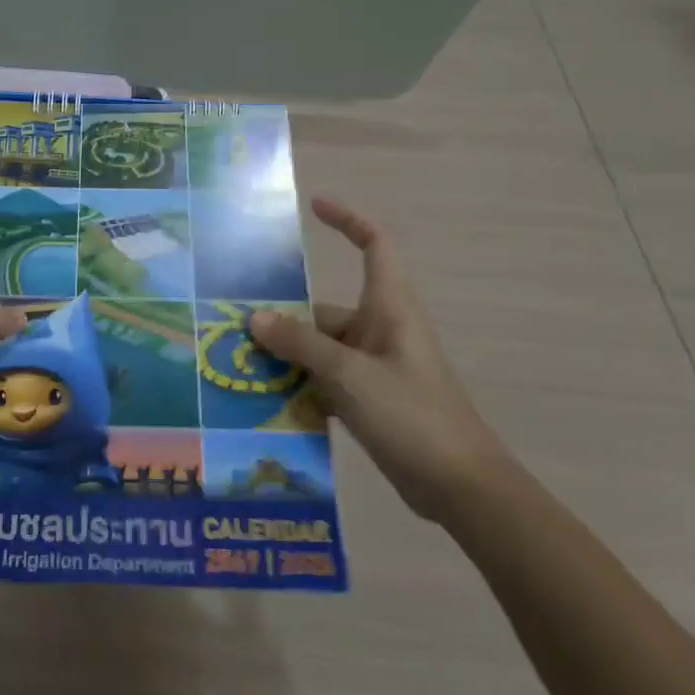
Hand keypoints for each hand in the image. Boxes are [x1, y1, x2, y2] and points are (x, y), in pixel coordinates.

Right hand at [249, 198, 508, 521]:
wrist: (462, 487)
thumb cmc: (413, 415)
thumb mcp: (350, 375)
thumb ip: (301, 344)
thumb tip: (255, 318)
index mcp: (389, 308)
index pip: (375, 245)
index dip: (348, 220)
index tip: (314, 207)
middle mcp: (380, 330)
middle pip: (324, 310)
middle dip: (283, 320)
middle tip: (233, 331)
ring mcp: (374, 366)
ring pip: (320, 350)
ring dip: (286, 359)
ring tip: (239, 370)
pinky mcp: (370, 399)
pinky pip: (325, 381)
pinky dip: (300, 387)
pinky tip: (265, 403)